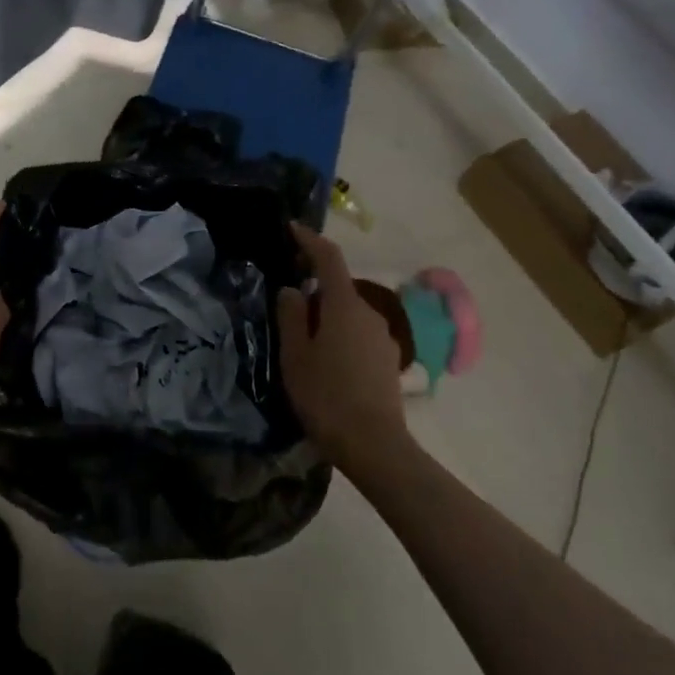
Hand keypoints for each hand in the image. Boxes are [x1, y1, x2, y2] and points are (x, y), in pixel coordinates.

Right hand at [277, 223, 410, 473]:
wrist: (374, 445)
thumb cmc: (326, 395)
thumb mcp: (295, 355)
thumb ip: (291, 316)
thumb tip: (293, 290)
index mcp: (344, 305)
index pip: (328, 258)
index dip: (309, 240)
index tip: (292, 229)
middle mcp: (370, 313)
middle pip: (338, 289)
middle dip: (314, 292)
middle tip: (286, 312)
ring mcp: (383, 338)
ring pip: (349, 315)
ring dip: (327, 319)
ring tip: (304, 347)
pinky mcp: (388, 361)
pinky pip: (359, 336)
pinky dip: (341, 339)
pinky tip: (327, 367)